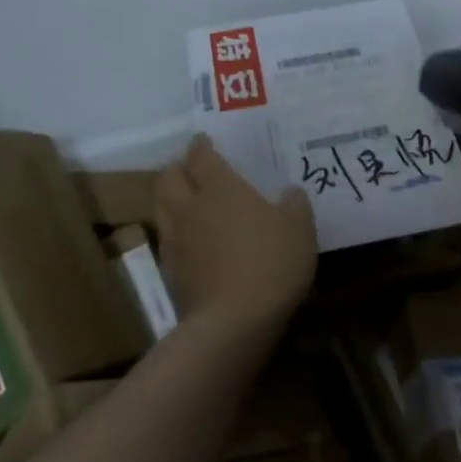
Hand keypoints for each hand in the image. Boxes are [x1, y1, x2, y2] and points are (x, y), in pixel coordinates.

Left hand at [154, 135, 316, 338]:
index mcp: (221, 189)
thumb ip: (294, 203)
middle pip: (169, 177)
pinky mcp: (170, 270)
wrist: (234, 320)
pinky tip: (191, 238)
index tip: (204, 140)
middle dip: (178, 168)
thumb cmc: (271, 262)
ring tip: (186, 199)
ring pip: (161, 206)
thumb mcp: (299, 228)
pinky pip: (166, 237)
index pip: (202, 157)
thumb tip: (288, 192)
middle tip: (192, 168)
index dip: (202, 146)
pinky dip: (175, 229)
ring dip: (170, 196)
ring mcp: (175, 240)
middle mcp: (190, 207)